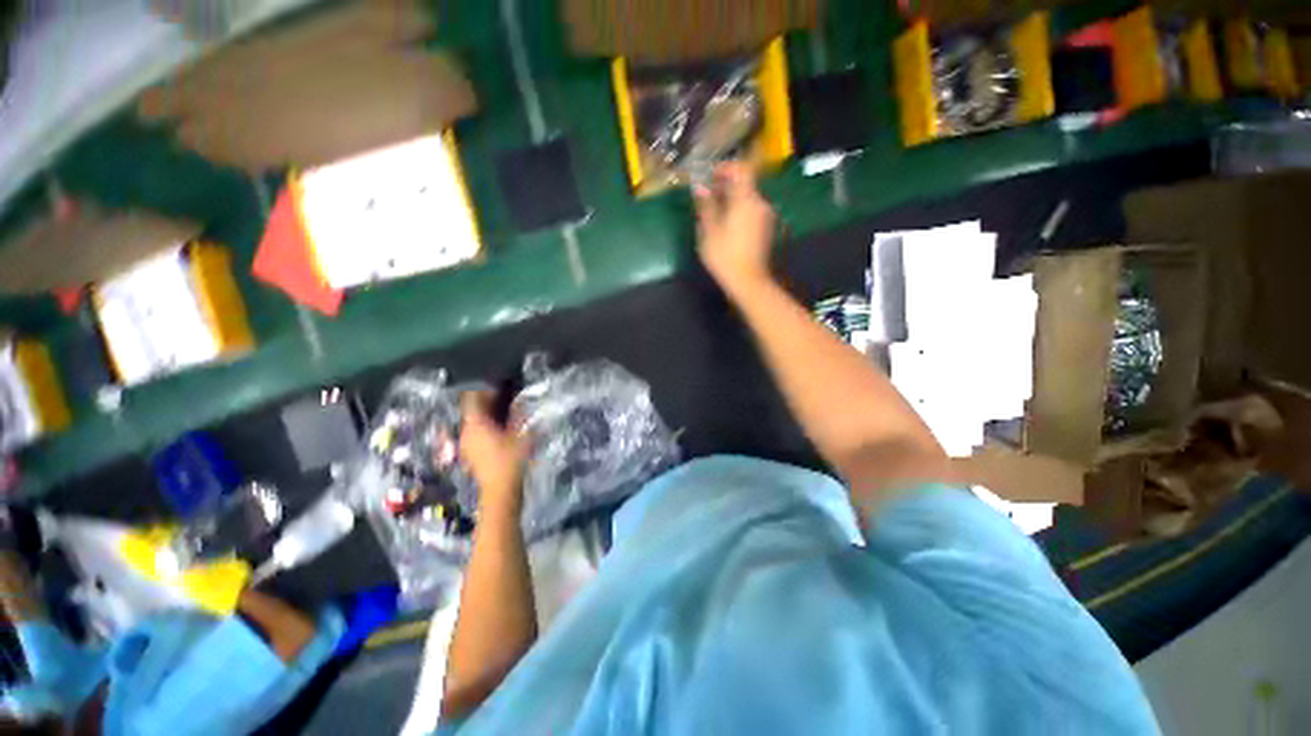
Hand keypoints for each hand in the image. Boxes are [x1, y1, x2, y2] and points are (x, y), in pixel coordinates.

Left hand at [459, 392, 528, 515]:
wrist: (501, 491)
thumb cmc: (511, 460)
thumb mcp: (521, 434)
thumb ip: (518, 416)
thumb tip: (518, 403)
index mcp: (475, 424)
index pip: (472, 399)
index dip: (482, 390)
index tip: (495, 386)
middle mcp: (465, 432)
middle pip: (472, 411)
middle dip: (485, 403)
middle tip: (503, 399)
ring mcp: (465, 445)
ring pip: (473, 423)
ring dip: (485, 417)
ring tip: (502, 414)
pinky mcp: (470, 455)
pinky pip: (475, 434)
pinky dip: (484, 429)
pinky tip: (498, 431)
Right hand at [694, 163, 776, 297]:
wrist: (749, 281)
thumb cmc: (725, 256)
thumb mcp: (709, 231)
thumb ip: (706, 206)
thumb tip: (700, 187)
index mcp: (746, 200)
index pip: (741, 169)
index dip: (725, 167)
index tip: (710, 175)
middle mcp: (760, 203)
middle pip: (745, 184)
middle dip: (726, 185)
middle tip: (707, 195)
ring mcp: (765, 216)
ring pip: (748, 198)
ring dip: (732, 199)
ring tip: (714, 211)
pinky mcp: (766, 229)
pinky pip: (751, 210)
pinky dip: (739, 210)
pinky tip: (726, 224)